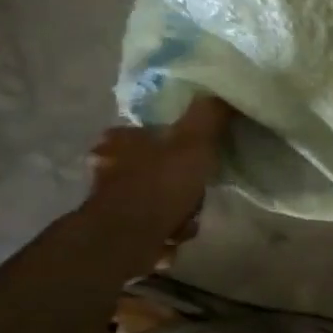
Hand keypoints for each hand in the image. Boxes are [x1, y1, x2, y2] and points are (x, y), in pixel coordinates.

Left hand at [83, 94, 233, 252]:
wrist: (126, 240)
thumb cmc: (160, 184)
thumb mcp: (194, 141)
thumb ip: (210, 115)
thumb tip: (223, 92)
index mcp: (121, 140)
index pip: (154, 132)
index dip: (180, 145)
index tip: (198, 157)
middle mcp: (109, 167)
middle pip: (162, 169)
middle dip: (183, 187)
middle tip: (196, 193)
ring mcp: (111, 201)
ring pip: (161, 200)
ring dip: (179, 213)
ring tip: (184, 221)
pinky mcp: (117, 231)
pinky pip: (153, 227)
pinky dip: (166, 234)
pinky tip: (173, 238)